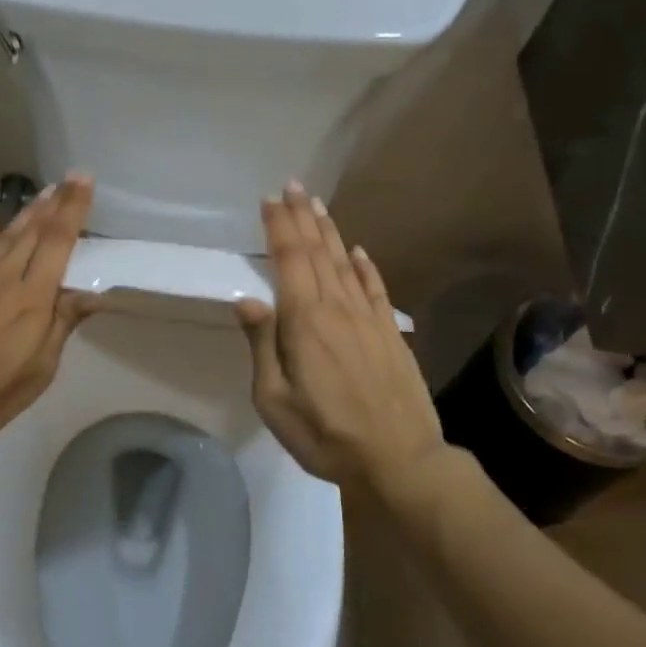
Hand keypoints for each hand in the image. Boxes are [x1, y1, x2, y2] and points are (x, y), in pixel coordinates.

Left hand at [0, 175, 98, 445]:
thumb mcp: (39, 369)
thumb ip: (62, 324)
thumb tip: (90, 292)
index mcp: (33, 298)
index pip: (59, 242)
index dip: (73, 209)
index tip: (84, 180)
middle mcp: (5, 277)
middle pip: (34, 232)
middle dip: (55, 203)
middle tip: (69, 177)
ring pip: (5, 237)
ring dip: (26, 213)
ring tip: (43, 194)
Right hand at [235, 182, 441, 491]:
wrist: (399, 460)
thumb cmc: (325, 434)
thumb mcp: (274, 399)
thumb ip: (262, 345)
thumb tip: (247, 299)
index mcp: (305, 321)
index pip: (289, 260)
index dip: (279, 227)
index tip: (270, 199)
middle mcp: (337, 308)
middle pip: (317, 253)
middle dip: (302, 217)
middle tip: (292, 186)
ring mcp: (369, 319)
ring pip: (345, 263)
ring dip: (330, 232)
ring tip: (318, 205)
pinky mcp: (390, 333)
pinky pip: (376, 289)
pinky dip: (366, 267)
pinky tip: (359, 252)